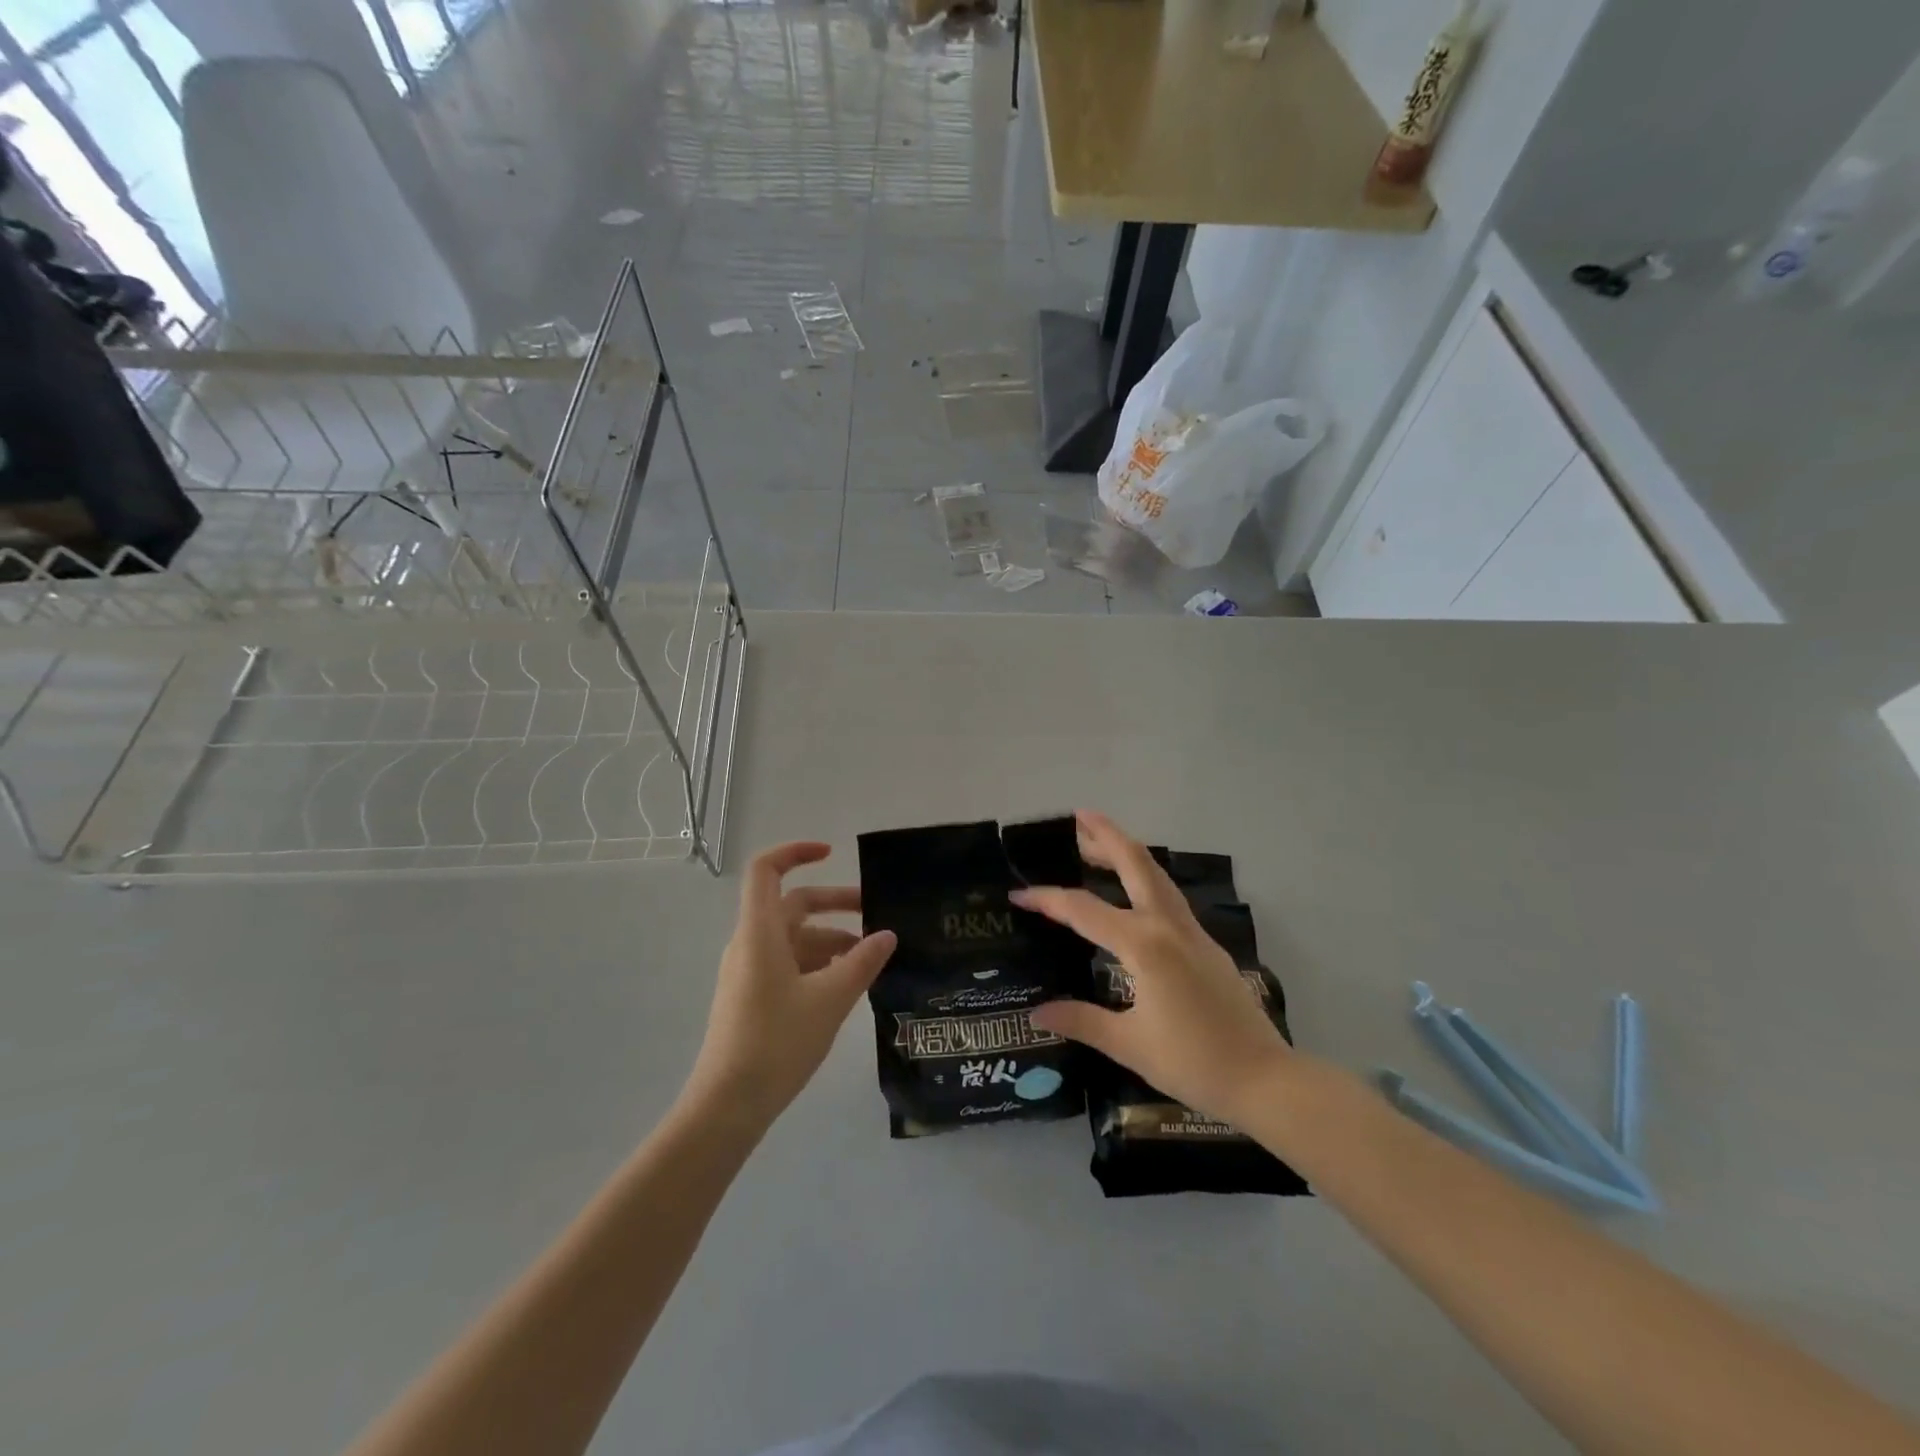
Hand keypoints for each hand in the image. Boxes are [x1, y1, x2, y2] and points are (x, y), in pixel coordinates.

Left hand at [685, 842, 896, 1127]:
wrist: (727, 1105)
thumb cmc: (777, 1041)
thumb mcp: (830, 999)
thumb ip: (862, 962)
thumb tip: (888, 935)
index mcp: (760, 931)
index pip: (766, 870)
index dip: (796, 852)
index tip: (832, 853)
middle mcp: (751, 943)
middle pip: (792, 904)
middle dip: (834, 904)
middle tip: (876, 913)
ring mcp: (749, 971)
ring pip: (794, 938)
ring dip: (831, 939)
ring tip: (870, 959)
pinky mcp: (752, 996)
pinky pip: (789, 963)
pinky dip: (818, 963)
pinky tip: (846, 985)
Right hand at [1013, 811, 1291, 1127]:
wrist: (1264, 1078)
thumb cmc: (1193, 1062)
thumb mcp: (1129, 1044)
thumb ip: (1081, 1020)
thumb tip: (1037, 1012)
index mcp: (1143, 945)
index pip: (1084, 910)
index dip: (1048, 900)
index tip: (1018, 895)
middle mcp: (1167, 926)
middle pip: (1135, 864)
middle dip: (1107, 836)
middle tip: (1079, 817)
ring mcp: (1192, 932)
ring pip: (1157, 875)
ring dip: (1128, 852)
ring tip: (1100, 843)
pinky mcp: (1206, 945)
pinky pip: (1169, 896)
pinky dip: (1146, 878)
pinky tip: (1135, 891)